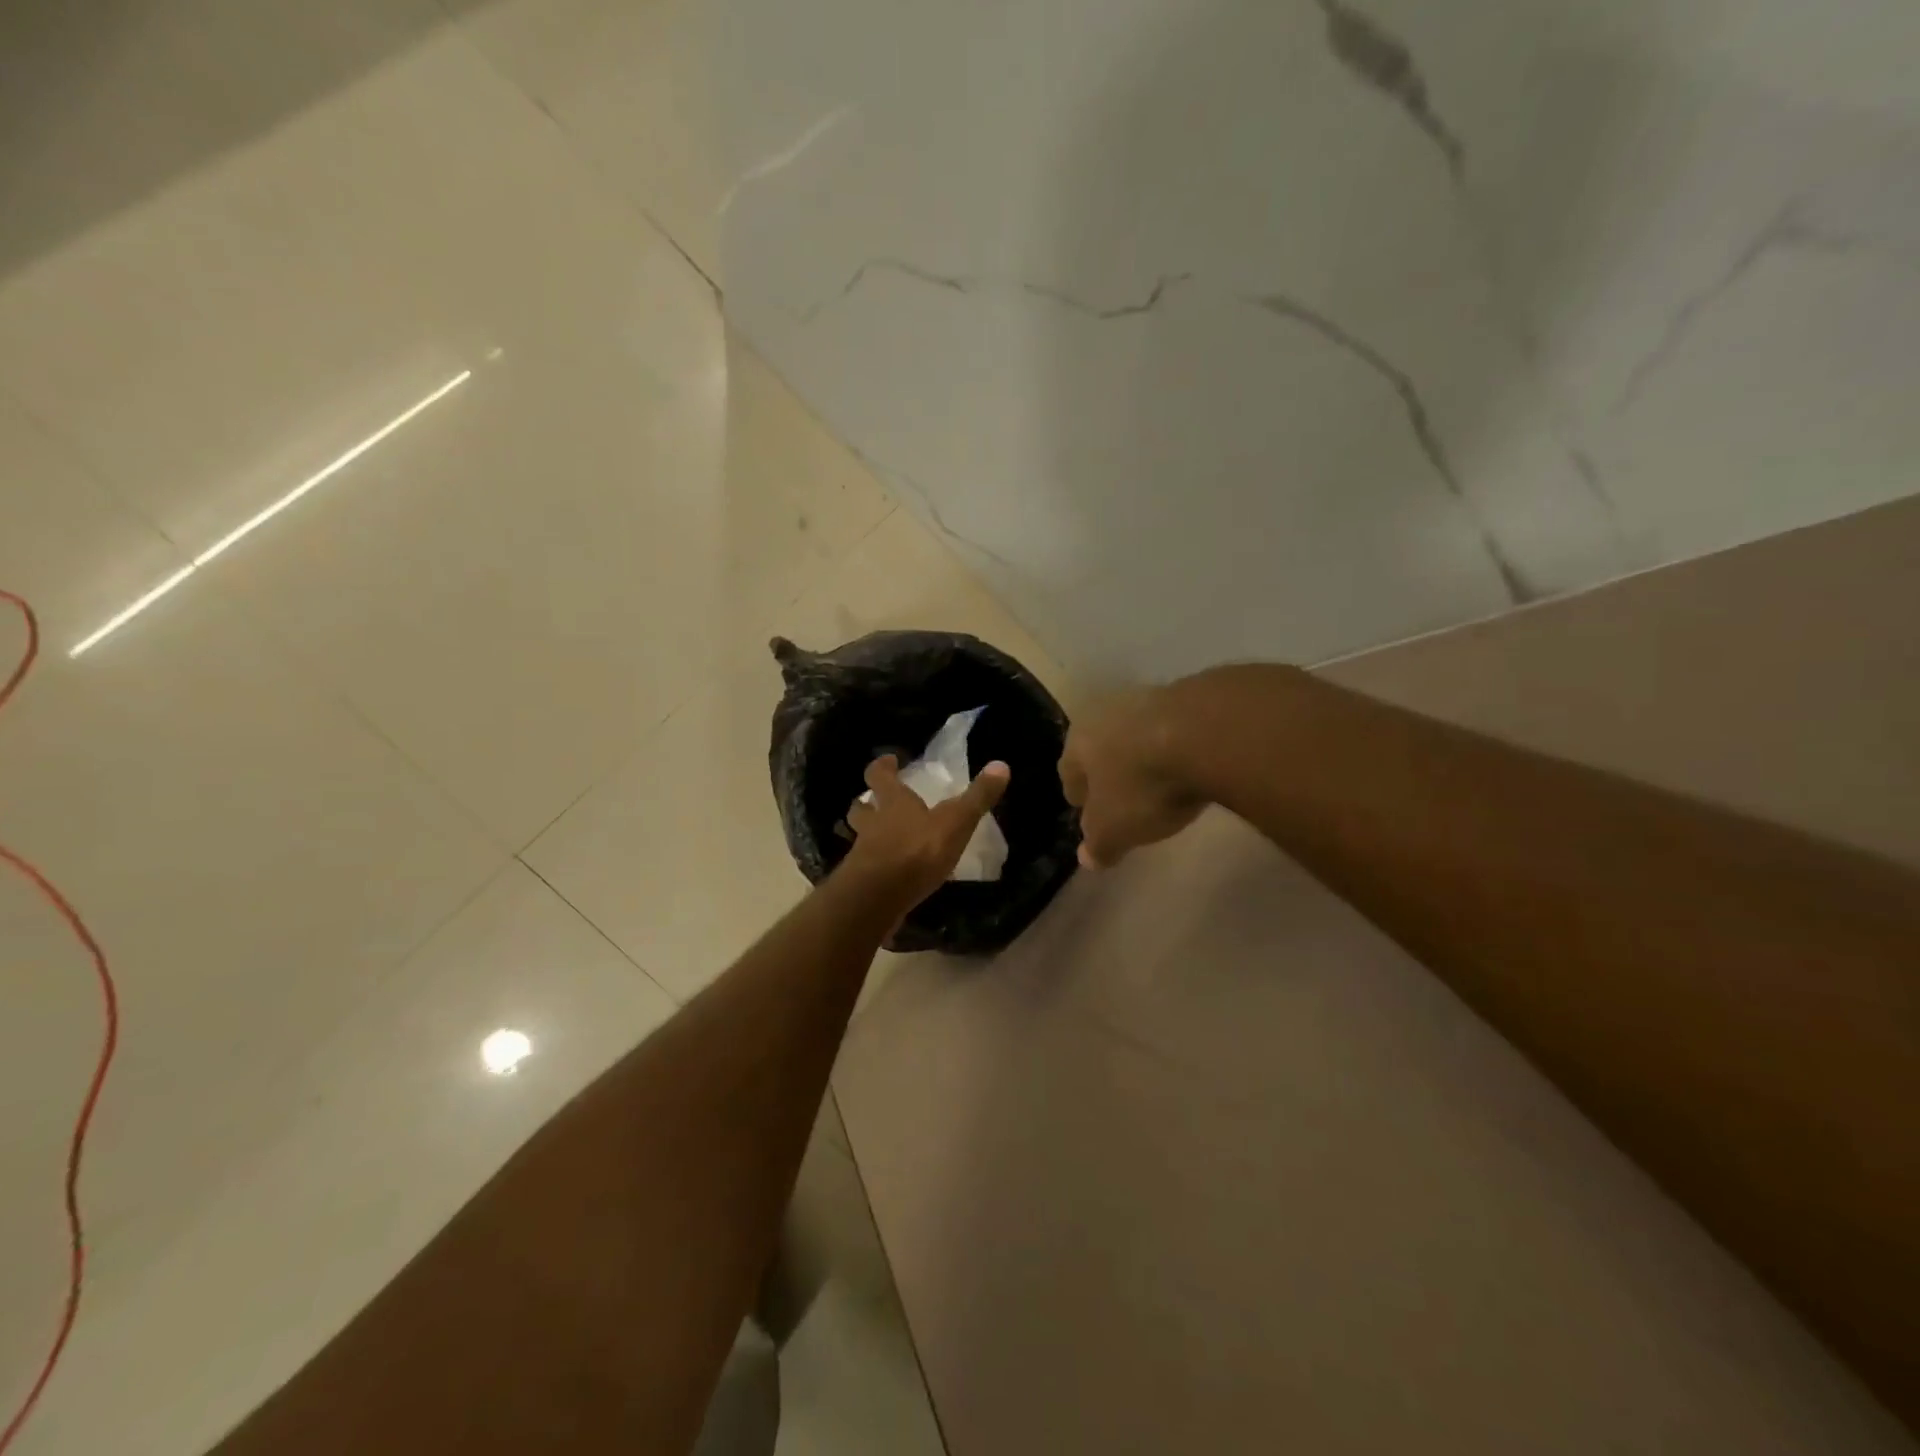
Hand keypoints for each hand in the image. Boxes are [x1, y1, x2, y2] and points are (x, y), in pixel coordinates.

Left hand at [845, 754, 1010, 908]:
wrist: (878, 897)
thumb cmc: (917, 851)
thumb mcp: (955, 822)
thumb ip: (977, 797)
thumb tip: (1001, 765)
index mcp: (893, 803)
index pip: (878, 776)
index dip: (882, 766)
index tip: (888, 760)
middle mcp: (872, 824)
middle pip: (860, 807)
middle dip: (866, 803)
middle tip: (875, 801)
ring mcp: (863, 854)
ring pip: (861, 838)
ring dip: (869, 835)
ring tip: (883, 840)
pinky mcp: (862, 882)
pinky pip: (868, 867)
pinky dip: (877, 866)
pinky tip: (892, 875)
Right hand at [1059, 687, 1205, 867]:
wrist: (1206, 734)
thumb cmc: (1144, 785)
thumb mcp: (1115, 830)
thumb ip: (1098, 845)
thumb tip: (1087, 857)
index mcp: (1077, 743)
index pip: (1068, 773)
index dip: (1079, 797)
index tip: (1090, 815)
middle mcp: (1104, 714)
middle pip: (1101, 749)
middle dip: (1109, 772)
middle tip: (1123, 799)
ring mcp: (1146, 699)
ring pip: (1136, 735)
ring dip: (1143, 756)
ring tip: (1161, 782)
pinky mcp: (1187, 696)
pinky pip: (1172, 729)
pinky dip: (1176, 746)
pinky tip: (1191, 764)